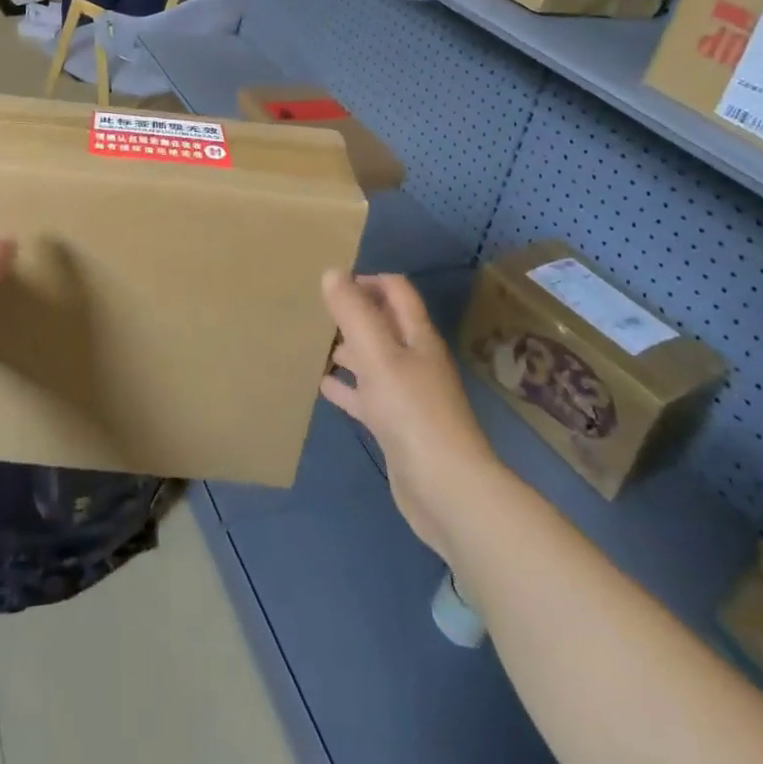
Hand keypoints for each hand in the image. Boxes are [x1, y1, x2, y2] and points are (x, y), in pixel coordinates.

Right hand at [321, 271, 498, 561]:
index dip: (369, 280)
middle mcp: (416, 360)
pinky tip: (323, 385)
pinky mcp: (397, 427)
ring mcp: (408, 396)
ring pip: (374, 361)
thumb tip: (332, 272)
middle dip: (355, 313)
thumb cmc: (412, 412)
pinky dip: (347, 388)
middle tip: (318, 310)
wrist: (447, 491)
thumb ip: (354, 312)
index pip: (396, 291)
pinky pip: (368, 397)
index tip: (334, 283)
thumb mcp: (377, 354)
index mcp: (417, 337)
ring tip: (316, 343)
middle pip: (385, 325)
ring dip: (349, 349)